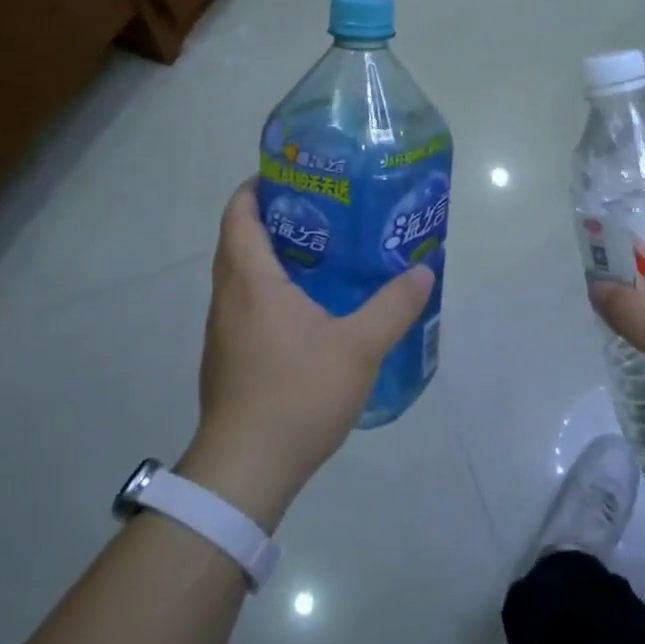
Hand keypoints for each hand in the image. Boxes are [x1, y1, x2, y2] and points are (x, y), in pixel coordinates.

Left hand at [179, 180, 434, 528]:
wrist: (246, 469)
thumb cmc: (297, 394)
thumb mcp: (359, 347)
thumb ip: (393, 306)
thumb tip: (423, 270)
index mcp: (251, 281)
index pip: (239, 214)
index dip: (256, 187)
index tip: (290, 175)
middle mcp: (227, 298)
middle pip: (237, 241)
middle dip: (270, 218)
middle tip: (319, 211)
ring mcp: (222, 332)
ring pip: (239, 276)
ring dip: (268, 257)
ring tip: (319, 255)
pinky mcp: (226, 359)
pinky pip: (243, 306)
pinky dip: (266, 291)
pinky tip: (305, 311)